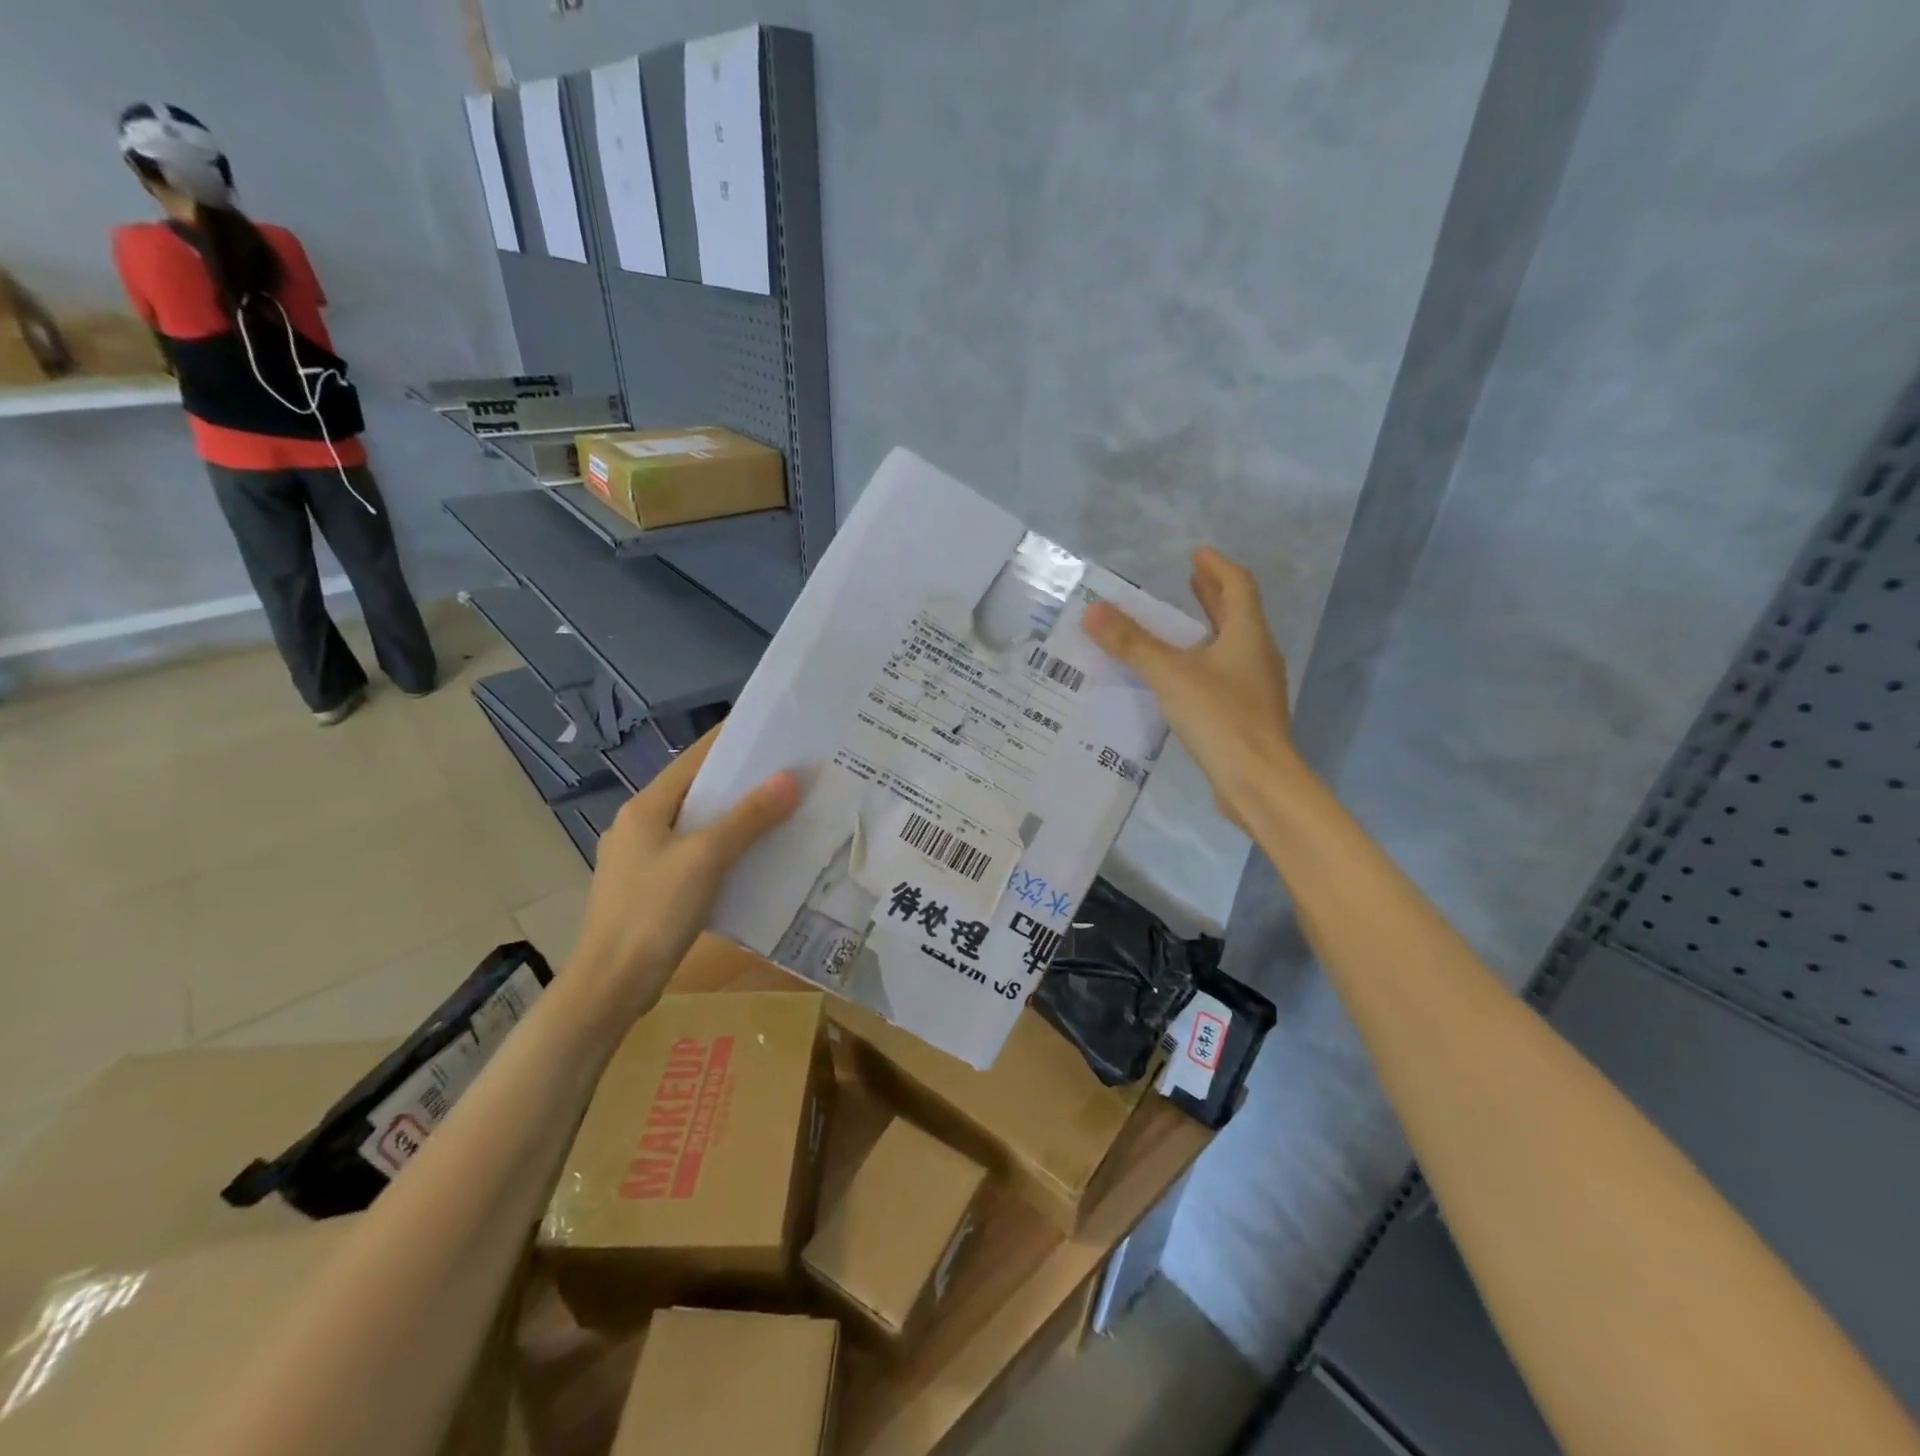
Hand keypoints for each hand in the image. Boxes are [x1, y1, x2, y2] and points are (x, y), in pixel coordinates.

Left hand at [564, 728, 800, 1022]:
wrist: (611, 985)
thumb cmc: (654, 912)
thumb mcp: (707, 858)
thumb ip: (749, 817)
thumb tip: (790, 778)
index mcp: (646, 808)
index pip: (695, 759)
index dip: (732, 742)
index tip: (773, 731)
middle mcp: (639, 826)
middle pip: (697, 792)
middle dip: (742, 783)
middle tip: (789, 773)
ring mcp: (642, 860)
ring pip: (697, 826)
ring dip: (735, 819)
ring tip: (781, 811)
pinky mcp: (650, 890)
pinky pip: (695, 857)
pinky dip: (724, 851)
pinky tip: (754, 860)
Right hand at [1084, 547, 1293, 833]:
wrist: (1258, 781)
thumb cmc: (1220, 717)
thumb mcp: (1170, 674)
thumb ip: (1132, 643)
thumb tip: (1092, 611)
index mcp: (1247, 635)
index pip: (1238, 586)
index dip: (1217, 567)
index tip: (1197, 555)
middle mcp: (1257, 655)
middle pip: (1238, 614)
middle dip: (1213, 595)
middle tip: (1190, 579)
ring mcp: (1255, 687)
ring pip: (1232, 645)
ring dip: (1209, 628)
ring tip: (1181, 624)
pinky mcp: (1246, 715)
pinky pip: (1224, 674)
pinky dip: (1204, 660)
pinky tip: (1182, 676)